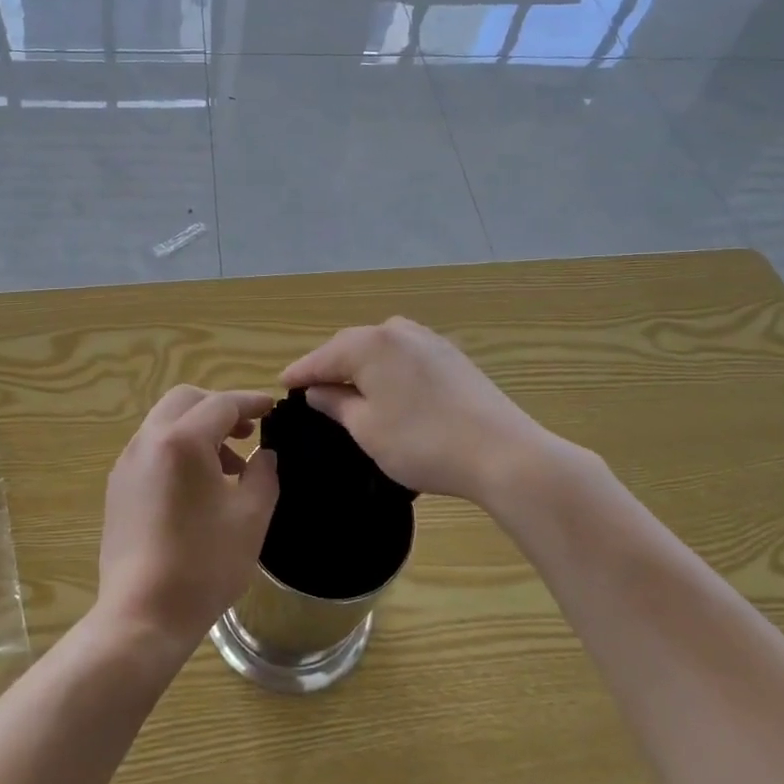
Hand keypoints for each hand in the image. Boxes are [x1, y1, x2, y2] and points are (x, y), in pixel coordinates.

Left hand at [94, 387, 279, 654]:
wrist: (142, 615)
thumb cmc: (203, 565)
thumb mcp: (250, 518)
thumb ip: (263, 474)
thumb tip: (264, 454)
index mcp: (182, 441)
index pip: (222, 404)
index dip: (251, 402)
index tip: (273, 407)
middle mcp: (148, 440)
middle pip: (186, 401)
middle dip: (220, 408)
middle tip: (248, 432)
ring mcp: (127, 462)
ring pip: (166, 422)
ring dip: (198, 429)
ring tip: (229, 466)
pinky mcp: (118, 486)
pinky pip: (152, 447)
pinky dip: (178, 448)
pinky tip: (198, 486)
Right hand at [280, 317, 563, 505]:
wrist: (502, 453)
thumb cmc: (422, 443)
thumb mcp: (367, 429)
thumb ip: (337, 404)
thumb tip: (319, 390)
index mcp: (370, 343)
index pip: (323, 356)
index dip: (301, 372)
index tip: (281, 384)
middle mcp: (397, 330)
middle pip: (351, 346)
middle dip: (330, 366)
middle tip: (311, 388)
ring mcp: (428, 340)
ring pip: (380, 349)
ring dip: (360, 366)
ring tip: (347, 388)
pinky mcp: (450, 356)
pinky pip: (404, 355)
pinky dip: (387, 369)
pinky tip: (387, 388)